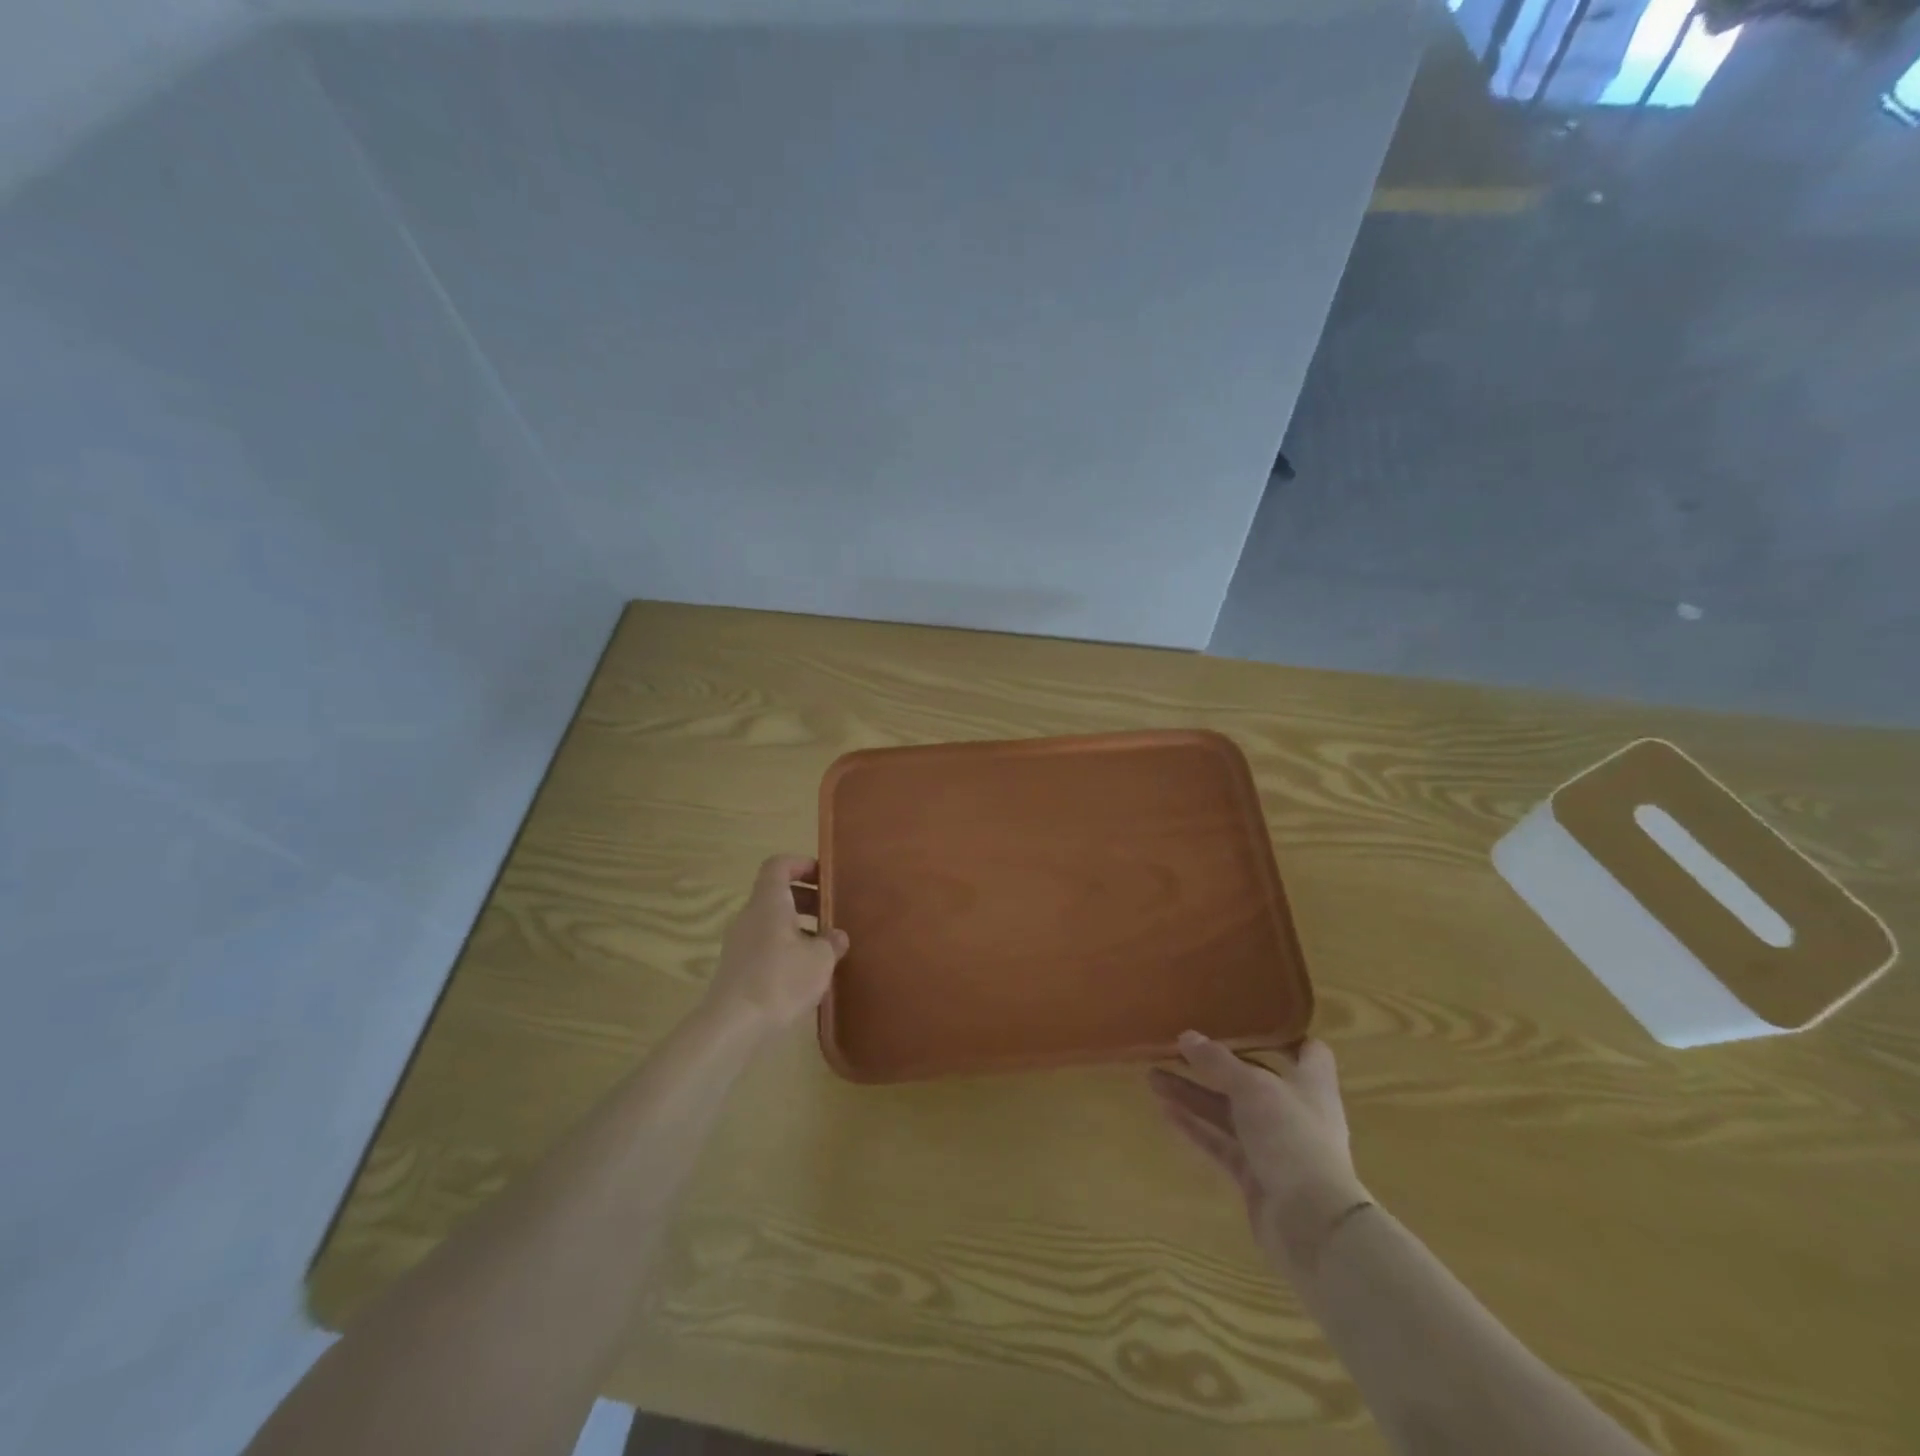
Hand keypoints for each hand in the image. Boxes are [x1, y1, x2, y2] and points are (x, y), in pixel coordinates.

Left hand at [704, 855, 849, 1036]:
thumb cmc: (780, 980)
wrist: (733, 1026)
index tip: (824, 876)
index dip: (801, 864)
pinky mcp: (737, 967)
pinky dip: (785, 946)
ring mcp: (739, 942)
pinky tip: (804, 971)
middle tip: (831, 912)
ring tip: (823, 946)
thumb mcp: (820, 959)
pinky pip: (764, 943)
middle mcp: (750, 915)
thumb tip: (835, 935)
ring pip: (771, 921)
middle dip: (806, 898)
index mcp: (769, 902)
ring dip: (797, 926)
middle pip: (776, 893)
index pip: (778, 865)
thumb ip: (831, 942)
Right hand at [1150, 1033, 1369, 1269]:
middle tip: (1176, 1048)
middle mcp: (1295, 1112)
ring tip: (1152, 1077)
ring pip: (1228, 1112)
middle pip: (1252, 1080)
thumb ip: (1217, 1062)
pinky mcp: (1255, 1175)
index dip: (1284, 1036)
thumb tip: (1186, 1035)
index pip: (1309, 1052)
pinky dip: (1194, 1127)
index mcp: (1311, 1085)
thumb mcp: (1253, 1088)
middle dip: (1215, 1065)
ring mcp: (1274, 1146)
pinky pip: (1219, 1143)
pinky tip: (1164, 1111)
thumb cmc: (1293, 1138)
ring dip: (1194, 1094)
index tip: (1249, 1020)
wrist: (1312, 1224)